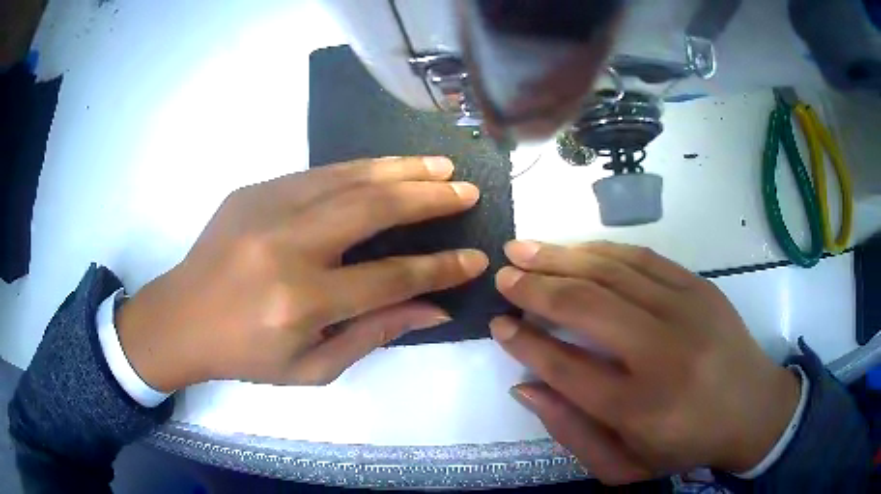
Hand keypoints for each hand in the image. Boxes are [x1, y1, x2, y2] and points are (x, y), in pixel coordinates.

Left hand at [117, 157, 487, 390]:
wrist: (180, 318)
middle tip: (466, 189)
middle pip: (373, 209)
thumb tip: (433, 308)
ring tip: (439, 165)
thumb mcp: (312, 367)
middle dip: (429, 197)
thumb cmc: (245, 355)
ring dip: (401, 169)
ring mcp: (266, 209)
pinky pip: (319, 173)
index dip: (440, 269)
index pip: (389, 278)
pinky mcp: (254, 191)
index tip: (475, 258)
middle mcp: (286, 247)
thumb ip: (374, 334)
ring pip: (348, 177)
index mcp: (301, 302)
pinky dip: (361, 169)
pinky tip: (387, 168)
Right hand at [490, 241, 800, 483]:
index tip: (498, 323)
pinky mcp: (700, 288)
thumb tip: (525, 385)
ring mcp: (686, 311)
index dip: (525, 342)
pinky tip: (576, 249)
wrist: (754, 410)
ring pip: (611, 272)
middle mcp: (662, 354)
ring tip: (523, 251)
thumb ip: (570, 431)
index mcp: (639, 408)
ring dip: (561, 258)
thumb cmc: (686, 445)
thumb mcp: (623, 466)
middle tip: (503, 276)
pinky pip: (643, 258)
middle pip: (585, 307)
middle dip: (535, 288)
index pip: (565, 366)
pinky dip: (602, 250)